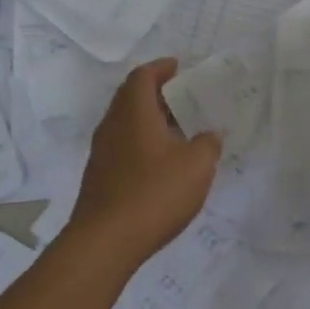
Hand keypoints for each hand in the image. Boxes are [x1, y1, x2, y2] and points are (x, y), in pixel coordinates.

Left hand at [69, 59, 222, 263]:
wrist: (106, 241)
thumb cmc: (155, 193)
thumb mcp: (197, 166)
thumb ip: (208, 144)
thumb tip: (209, 134)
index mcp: (133, 112)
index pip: (143, 76)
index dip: (161, 68)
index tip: (180, 67)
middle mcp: (112, 125)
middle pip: (131, 97)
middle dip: (157, 93)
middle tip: (184, 97)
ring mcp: (102, 152)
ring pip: (126, 124)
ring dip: (150, 121)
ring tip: (179, 130)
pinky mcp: (100, 177)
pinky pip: (124, 147)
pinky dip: (143, 144)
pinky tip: (163, 163)